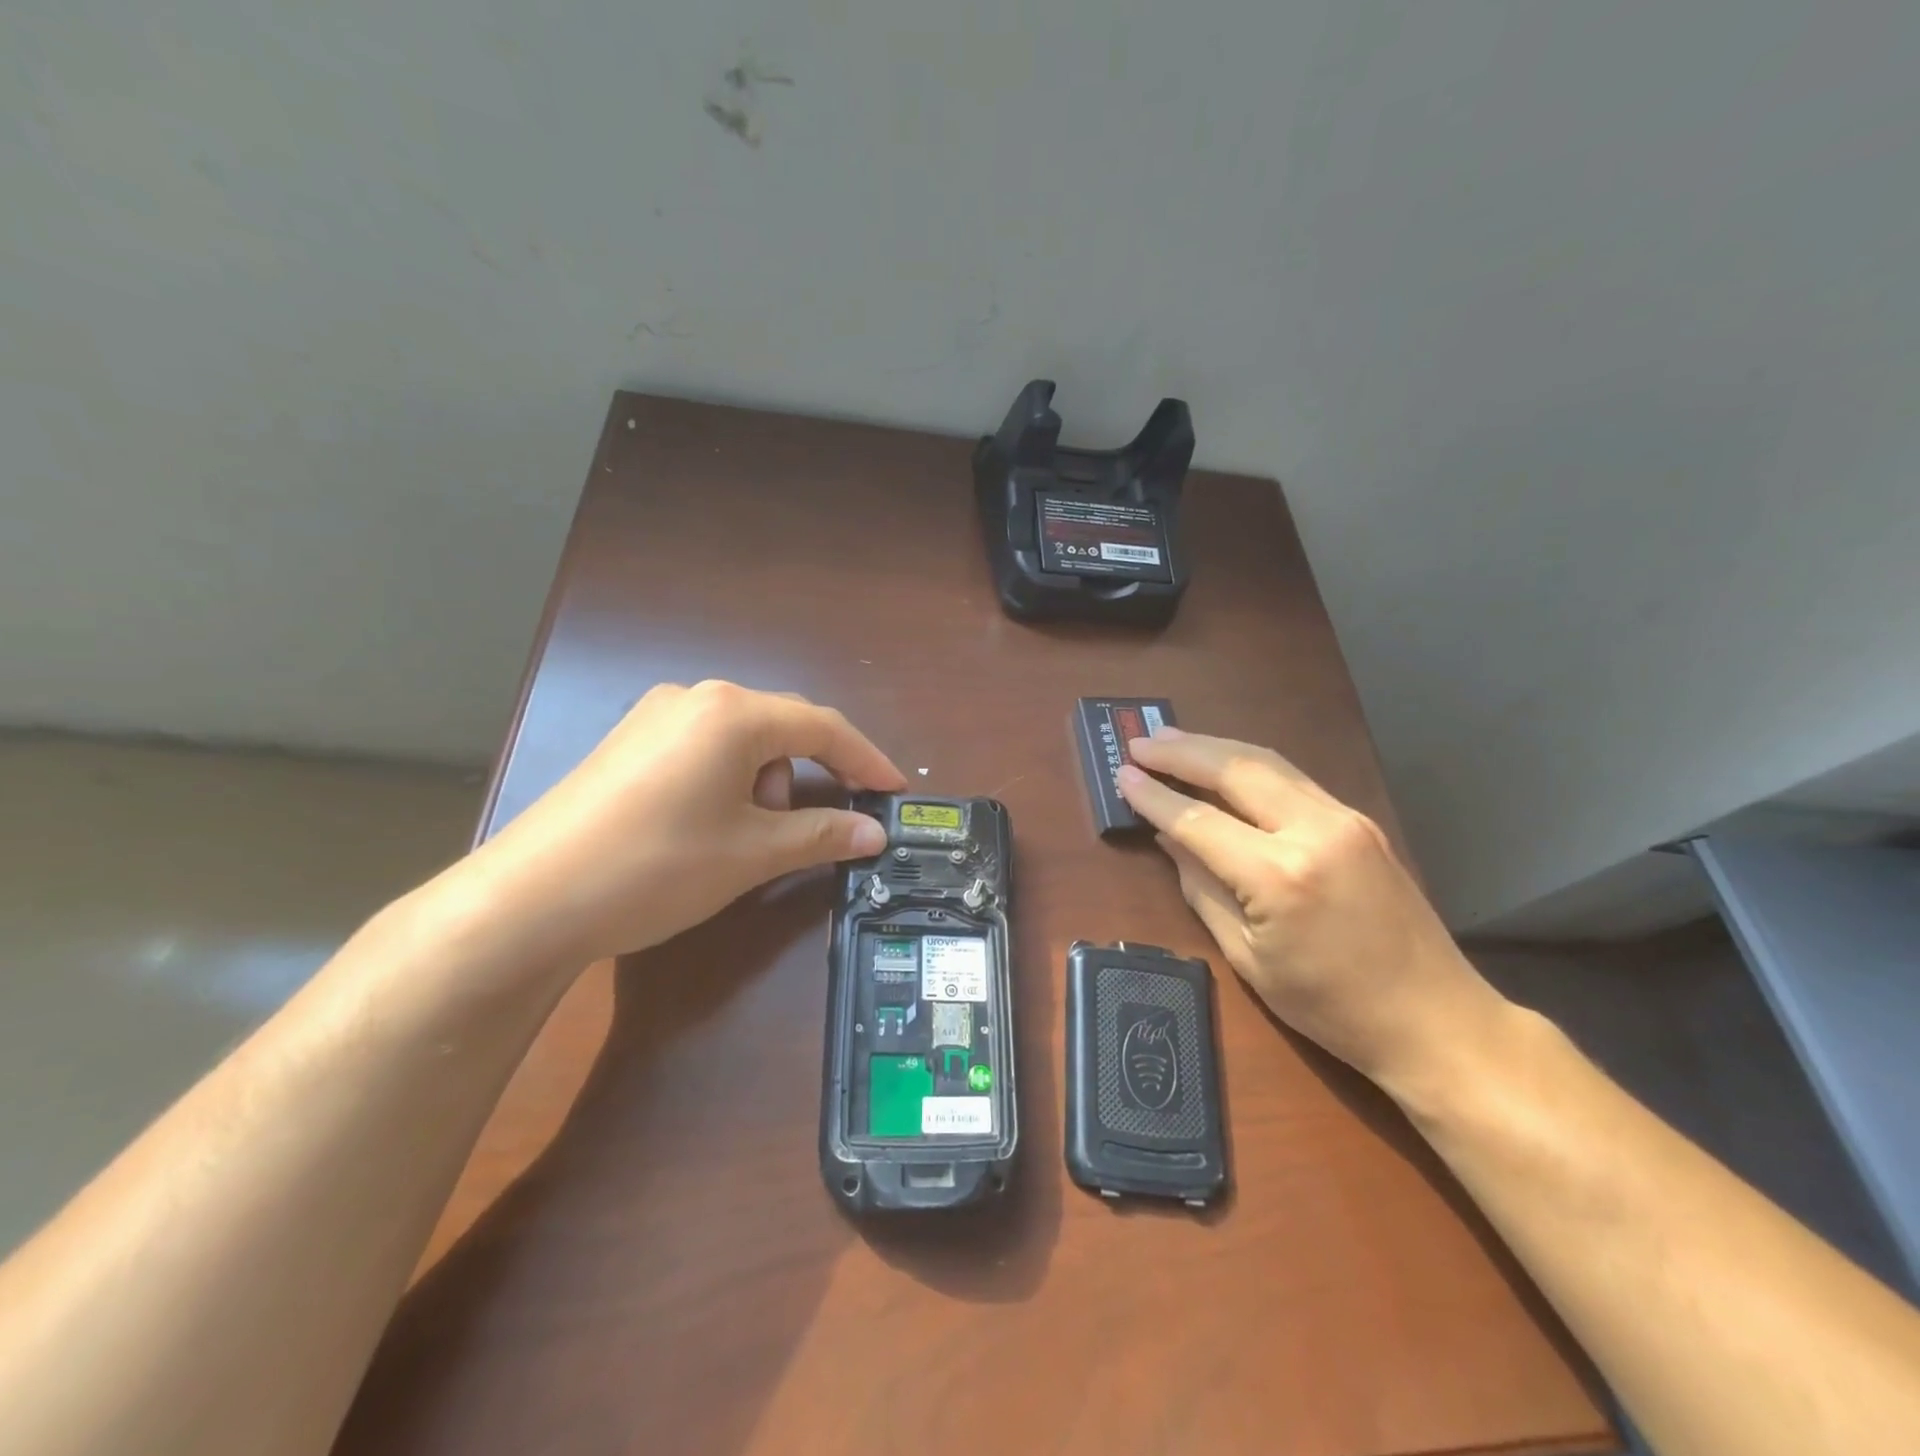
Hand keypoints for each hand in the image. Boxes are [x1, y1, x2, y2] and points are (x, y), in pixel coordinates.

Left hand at [463, 681, 905, 969]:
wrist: (529, 900)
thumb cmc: (658, 867)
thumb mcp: (752, 853)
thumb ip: (822, 835)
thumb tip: (874, 833)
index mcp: (733, 713)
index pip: (823, 727)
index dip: (867, 759)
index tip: (896, 791)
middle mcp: (695, 699)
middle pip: (782, 726)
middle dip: (815, 771)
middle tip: (830, 822)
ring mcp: (654, 716)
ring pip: (741, 738)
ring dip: (768, 779)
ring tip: (753, 834)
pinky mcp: (628, 742)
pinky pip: (704, 747)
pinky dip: (731, 779)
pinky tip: (714, 821)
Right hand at [1117, 730, 1510, 1099]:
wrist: (1435, 1018)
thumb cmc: (1331, 1006)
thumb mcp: (1248, 958)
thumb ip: (1202, 890)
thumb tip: (1170, 838)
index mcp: (1279, 876)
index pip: (1199, 820)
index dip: (1154, 796)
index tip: (1121, 774)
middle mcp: (1313, 832)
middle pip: (1235, 770)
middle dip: (1181, 751)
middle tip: (1139, 742)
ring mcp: (1344, 820)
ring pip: (1267, 762)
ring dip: (1214, 746)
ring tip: (1171, 738)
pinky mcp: (1359, 821)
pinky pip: (1292, 778)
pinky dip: (1249, 763)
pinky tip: (1224, 762)